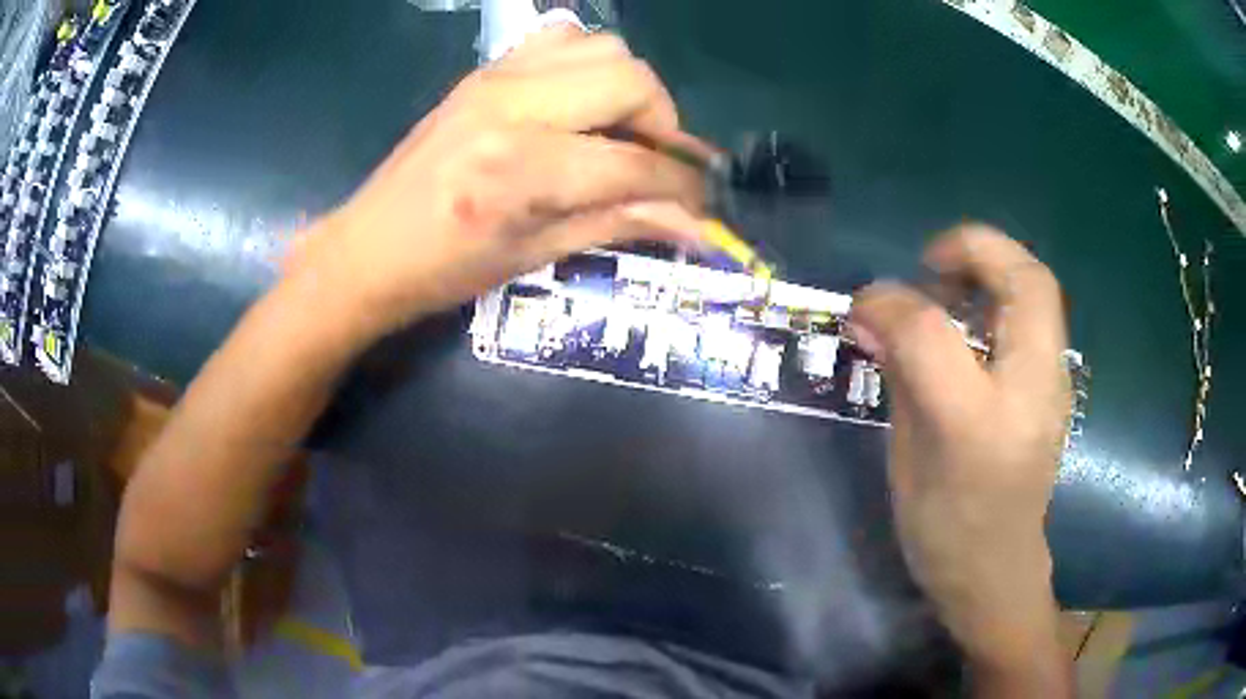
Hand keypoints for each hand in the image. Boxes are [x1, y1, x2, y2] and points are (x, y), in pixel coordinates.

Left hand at [286, 26, 712, 342]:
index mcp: (523, 168)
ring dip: (627, 88)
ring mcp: (497, 78)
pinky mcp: (484, 72)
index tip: (702, 205)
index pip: (635, 164)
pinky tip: (577, 103)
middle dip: (662, 122)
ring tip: (616, 131)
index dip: (682, 187)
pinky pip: (558, 39)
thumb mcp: (537, 254)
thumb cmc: (445, 270)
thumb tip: (696, 225)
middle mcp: (515, 106)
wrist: (367, 249)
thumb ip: (620, 224)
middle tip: (653, 162)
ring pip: (602, 47)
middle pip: (631, 79)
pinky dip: (585, 64)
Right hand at [849, 225, 1071, 688]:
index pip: (936, 335)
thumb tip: (870, 313)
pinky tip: (974, 319)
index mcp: (979, 426)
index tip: (866, 303)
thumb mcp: (906, 458)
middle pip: (1027, 282)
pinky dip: (1004, 295)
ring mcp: (1054, 386)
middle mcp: (1031, 395)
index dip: (892, 303)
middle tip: (930, 263)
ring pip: (1040, 289)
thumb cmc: (943, 529)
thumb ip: (897, 374)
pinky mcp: (1056, 384)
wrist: (996, 572)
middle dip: (977, 249)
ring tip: (950, 285)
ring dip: (994, 266)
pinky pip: (1038, 315)